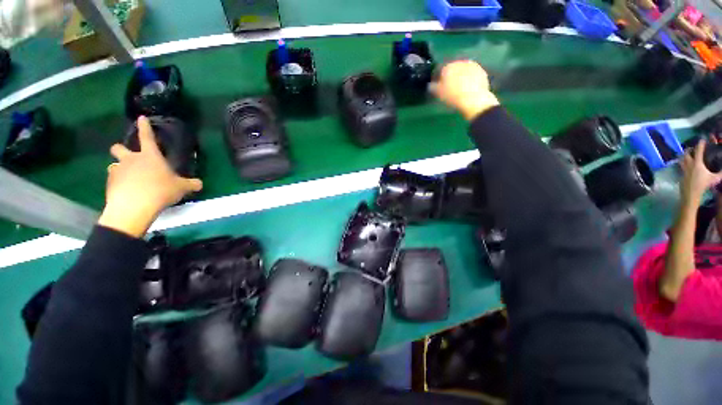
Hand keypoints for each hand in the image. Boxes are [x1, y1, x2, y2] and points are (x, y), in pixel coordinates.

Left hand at [98, 116, 202, 237]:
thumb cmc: (160, 190)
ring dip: (120, 169)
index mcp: (150, 156)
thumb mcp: (181, 188)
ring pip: (114, 165)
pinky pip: (113, 181)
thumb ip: (191, 184)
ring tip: (129, 180)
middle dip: (121, 149)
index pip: (147, 137)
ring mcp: (118, 171)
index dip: (145, 127)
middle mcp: (131, 160)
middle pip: (119, 148)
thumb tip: (199, 183)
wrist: (134, 206)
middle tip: (127, 157)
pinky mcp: (110, 184)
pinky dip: (119, 184)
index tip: (141, 118)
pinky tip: (127, 193)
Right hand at [431, 60, 499, 120]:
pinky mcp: (481, 71)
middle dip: (451, 76)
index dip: (439, 79)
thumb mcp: (438, 94)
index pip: (440, 70)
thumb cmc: (452, 97)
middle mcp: (460, 62)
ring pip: (463, 71)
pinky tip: (469, 89)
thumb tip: (431, 85)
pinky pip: (472, 75)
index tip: (438, 87)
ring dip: (461, 77)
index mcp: (447, 67)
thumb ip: (433, 87)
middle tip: (450, 87)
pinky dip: (470, 80)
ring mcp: (472, 66)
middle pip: (453, 69)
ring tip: (460, 89)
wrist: (474, 99)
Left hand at [680, 139, 721, 204]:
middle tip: (692, 148)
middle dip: (689, 149)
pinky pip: (681, 166)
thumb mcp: (714, 178)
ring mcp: (683, 169)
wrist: (691, 193)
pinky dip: (682, 163)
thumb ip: (720, 173)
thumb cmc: (703, 185)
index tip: (702, 140)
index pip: (699, 150)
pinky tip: (685, 164)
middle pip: (686, 153)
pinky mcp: (681, 174)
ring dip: (683, 155)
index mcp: (697, 163)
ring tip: (687, 154)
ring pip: (681, 159)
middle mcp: (689, 164)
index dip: (700, 144)